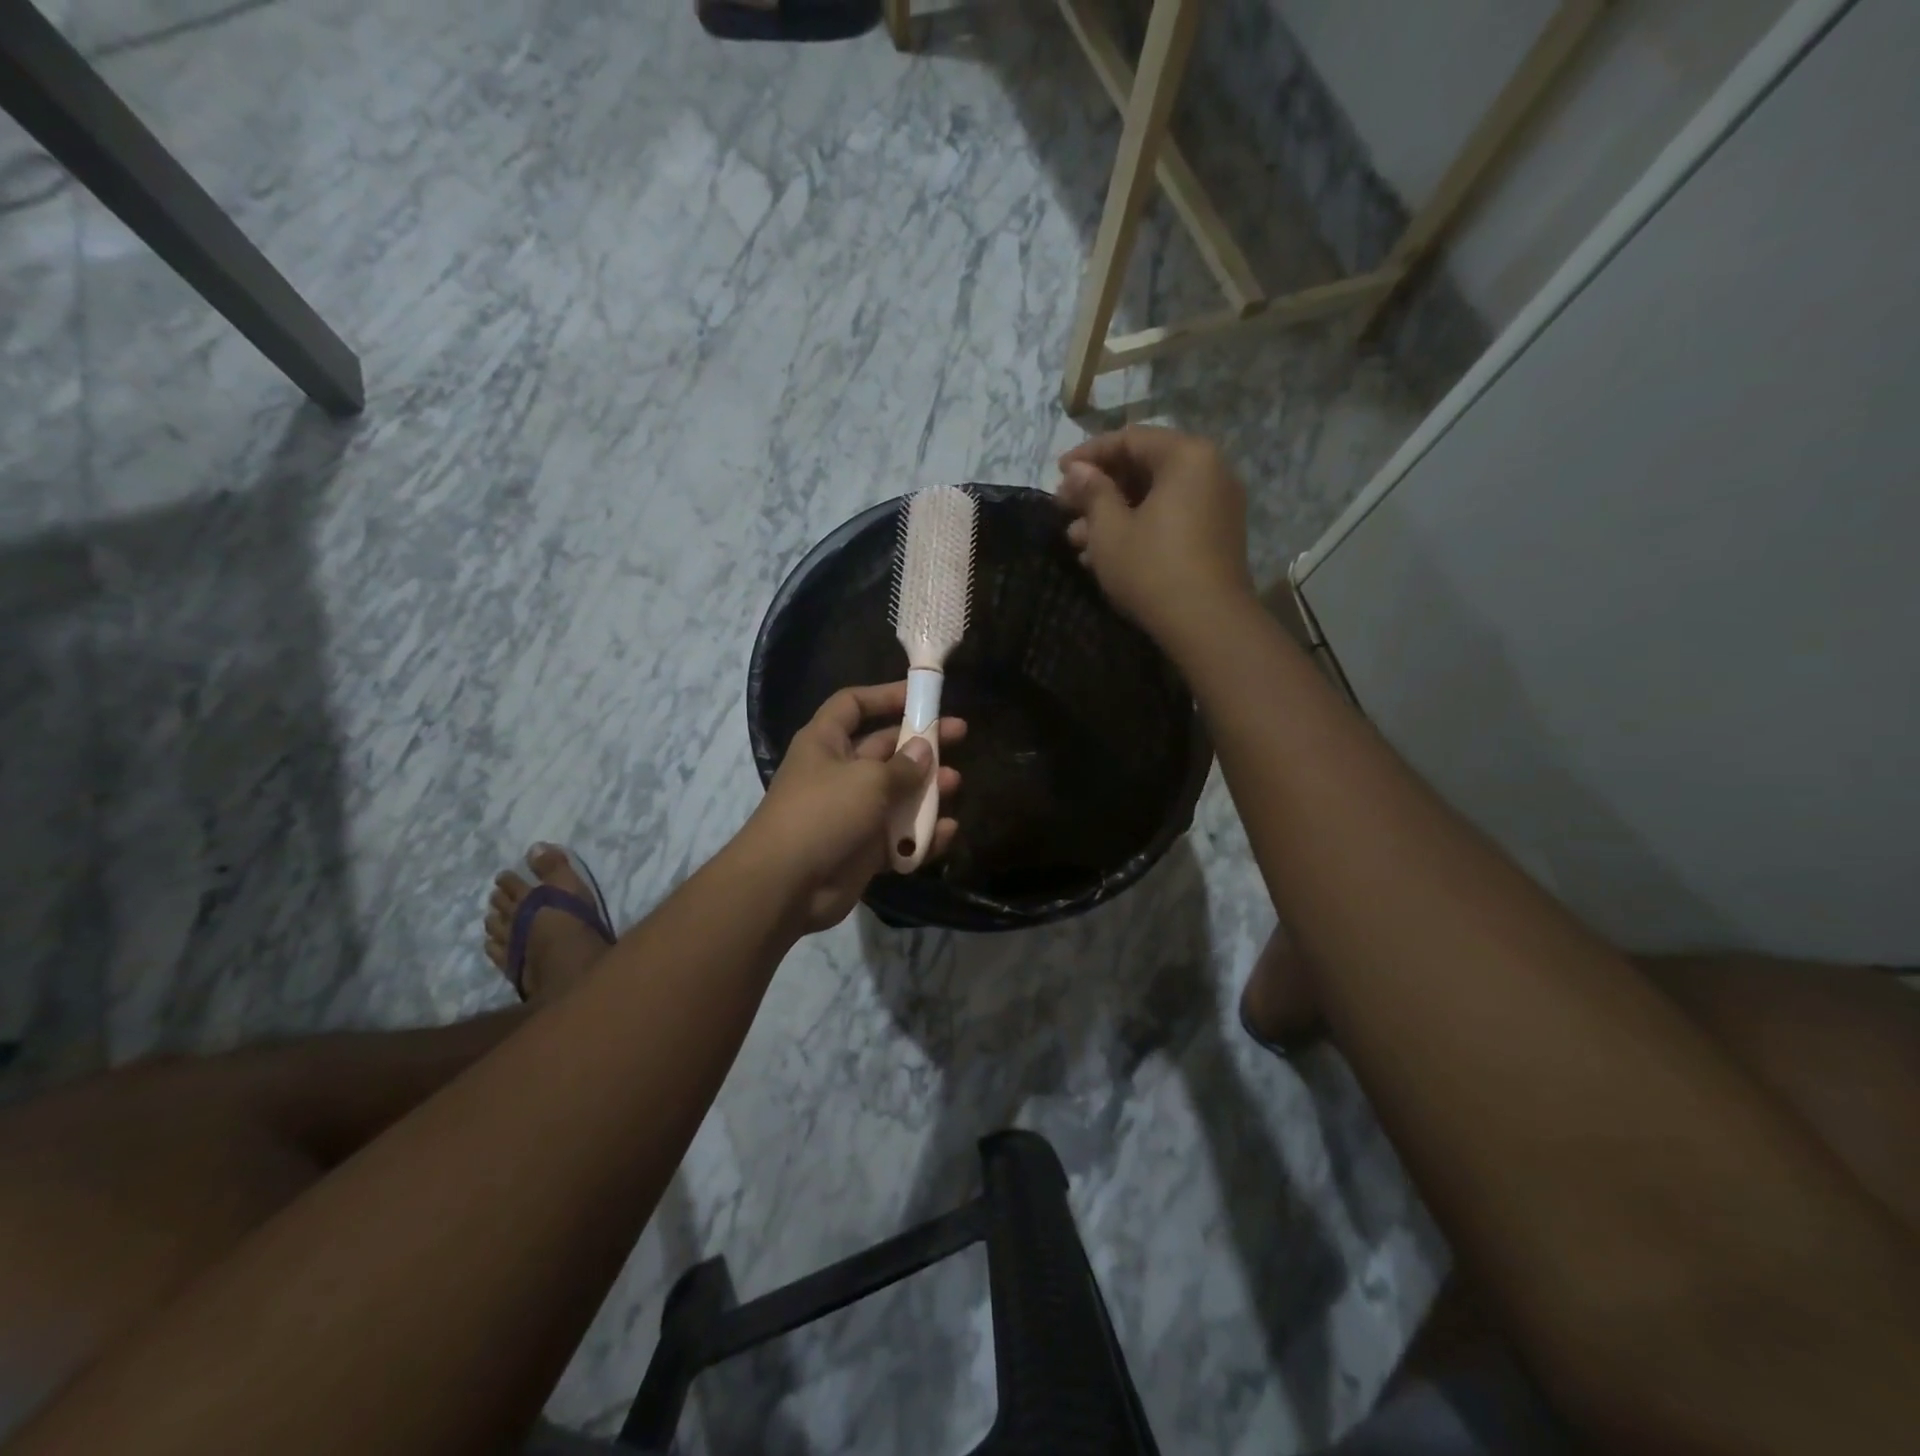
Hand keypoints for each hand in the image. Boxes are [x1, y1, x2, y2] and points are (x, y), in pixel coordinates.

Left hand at [745, 682, 964, 933]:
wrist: (786, 885)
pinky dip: (921, 835)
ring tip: (955, 784)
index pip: (853, 705)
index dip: (885, 696)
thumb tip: (924, 750)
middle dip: (921, 742)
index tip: (922, 696)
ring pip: (896, 794)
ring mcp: (851, 812)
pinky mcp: (862, 850)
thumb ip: (903, 766)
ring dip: (927, 789)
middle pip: (885, 748)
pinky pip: (898, 836)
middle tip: (960, 735)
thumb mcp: (868, 780)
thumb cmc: (824, 813)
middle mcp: (839, 772)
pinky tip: (946, 832)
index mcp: (826, 743)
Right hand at [1055, 427, 1254, 642]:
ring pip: (1155, 498)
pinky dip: (1138, 528)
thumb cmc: (1152, 568)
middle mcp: (1209, 471)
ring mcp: (1216, 505)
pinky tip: (1103, 554)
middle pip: (1144, 467)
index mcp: (1187, 456)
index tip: (1058, 473)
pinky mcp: (1215, 537)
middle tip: (1064, 508)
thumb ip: (1092, 492)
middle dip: (1099, 489)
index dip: (1089, 454)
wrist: (1207, 624)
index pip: (1130, 439)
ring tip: (1075, 540)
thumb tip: (1077, 470)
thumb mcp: (1109, 529)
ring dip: (1112, 514)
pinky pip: (1171, 518)